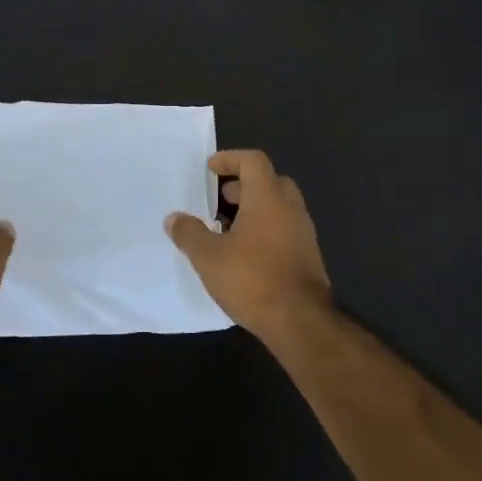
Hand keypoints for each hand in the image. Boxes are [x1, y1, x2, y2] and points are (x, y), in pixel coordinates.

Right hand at [166, 150, 332, 344]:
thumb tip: (174, 218)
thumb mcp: (208, 256)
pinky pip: (284, 229)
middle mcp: (290, 208)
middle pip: (269, 181)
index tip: (210, 168)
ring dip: (254, 209)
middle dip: (243, 185)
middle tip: (219, 200)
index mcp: (268, 197)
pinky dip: (265, 229)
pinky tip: (245, 253)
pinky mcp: (307, 256)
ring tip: (226, 230)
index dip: (230, 159)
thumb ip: (189, 233)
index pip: (253, 161)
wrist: (301, 321)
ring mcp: (303, 232)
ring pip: (278, 207)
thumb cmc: (252, 278)